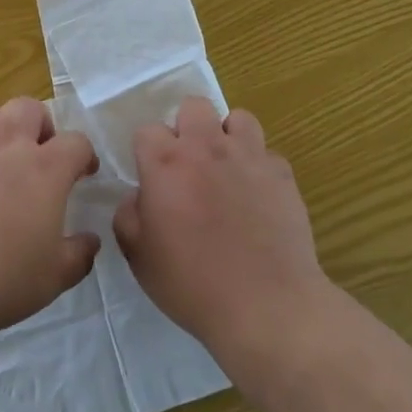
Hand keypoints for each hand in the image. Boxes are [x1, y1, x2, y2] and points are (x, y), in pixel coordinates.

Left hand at [0, 96, 99, 348]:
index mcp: (43, 169)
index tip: (83, 173)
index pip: (76, 142)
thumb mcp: (51, 280)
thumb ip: (78, 256)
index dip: (84, 155)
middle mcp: (5, 146)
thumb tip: (90, 241)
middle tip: (39, 156)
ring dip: (1, 130)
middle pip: (29, 108)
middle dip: (41, 125)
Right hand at [113, 97, 326, 360]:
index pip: (148, 129)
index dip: (147, 152)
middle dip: (187, 128)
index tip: (152, 178)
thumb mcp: (139, 257)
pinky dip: (259, 168)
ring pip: (238, 119)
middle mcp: (207, 147)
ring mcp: (249, 156)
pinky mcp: (282, 174)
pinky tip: (257, 198)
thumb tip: (138, 196)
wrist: (266, 305)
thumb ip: (129, 216)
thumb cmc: (192, 284)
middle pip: (194, 106)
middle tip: (189, 165)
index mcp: (166, 163)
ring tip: (226, 169)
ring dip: (227, 137)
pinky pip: (267, 155)